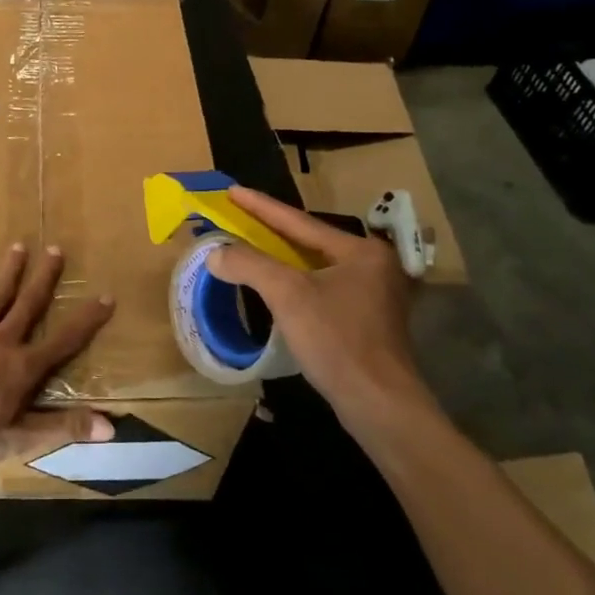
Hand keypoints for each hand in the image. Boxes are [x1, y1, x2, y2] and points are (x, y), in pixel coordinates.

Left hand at [0, 243, 115, 469]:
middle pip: (29, 304)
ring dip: (11, 271)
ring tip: (20, 246)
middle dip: (45, 278)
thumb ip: (64, 426)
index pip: (65, 340)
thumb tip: (110, 427)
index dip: (88, 319)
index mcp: (24, 367)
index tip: (107, 296)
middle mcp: (3, 341)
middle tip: (56, 249)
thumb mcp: (21, 436)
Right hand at [204, 186, 435, 427]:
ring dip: (282, 260)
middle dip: (272, 232)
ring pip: (317, 268)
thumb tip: (216, 253)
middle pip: (310, 242)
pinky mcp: (368, 323)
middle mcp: (373, 266)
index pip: (299, 222)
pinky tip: (277, 288)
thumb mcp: (288, 295)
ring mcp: (375, 296)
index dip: (261, 206)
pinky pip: (323, 290)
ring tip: (252, 247)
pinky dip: (296, 284)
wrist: (378, 403)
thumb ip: (250, 265)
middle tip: (239, 217)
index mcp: (360, 251)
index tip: (232, 191)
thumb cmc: (336, 340)